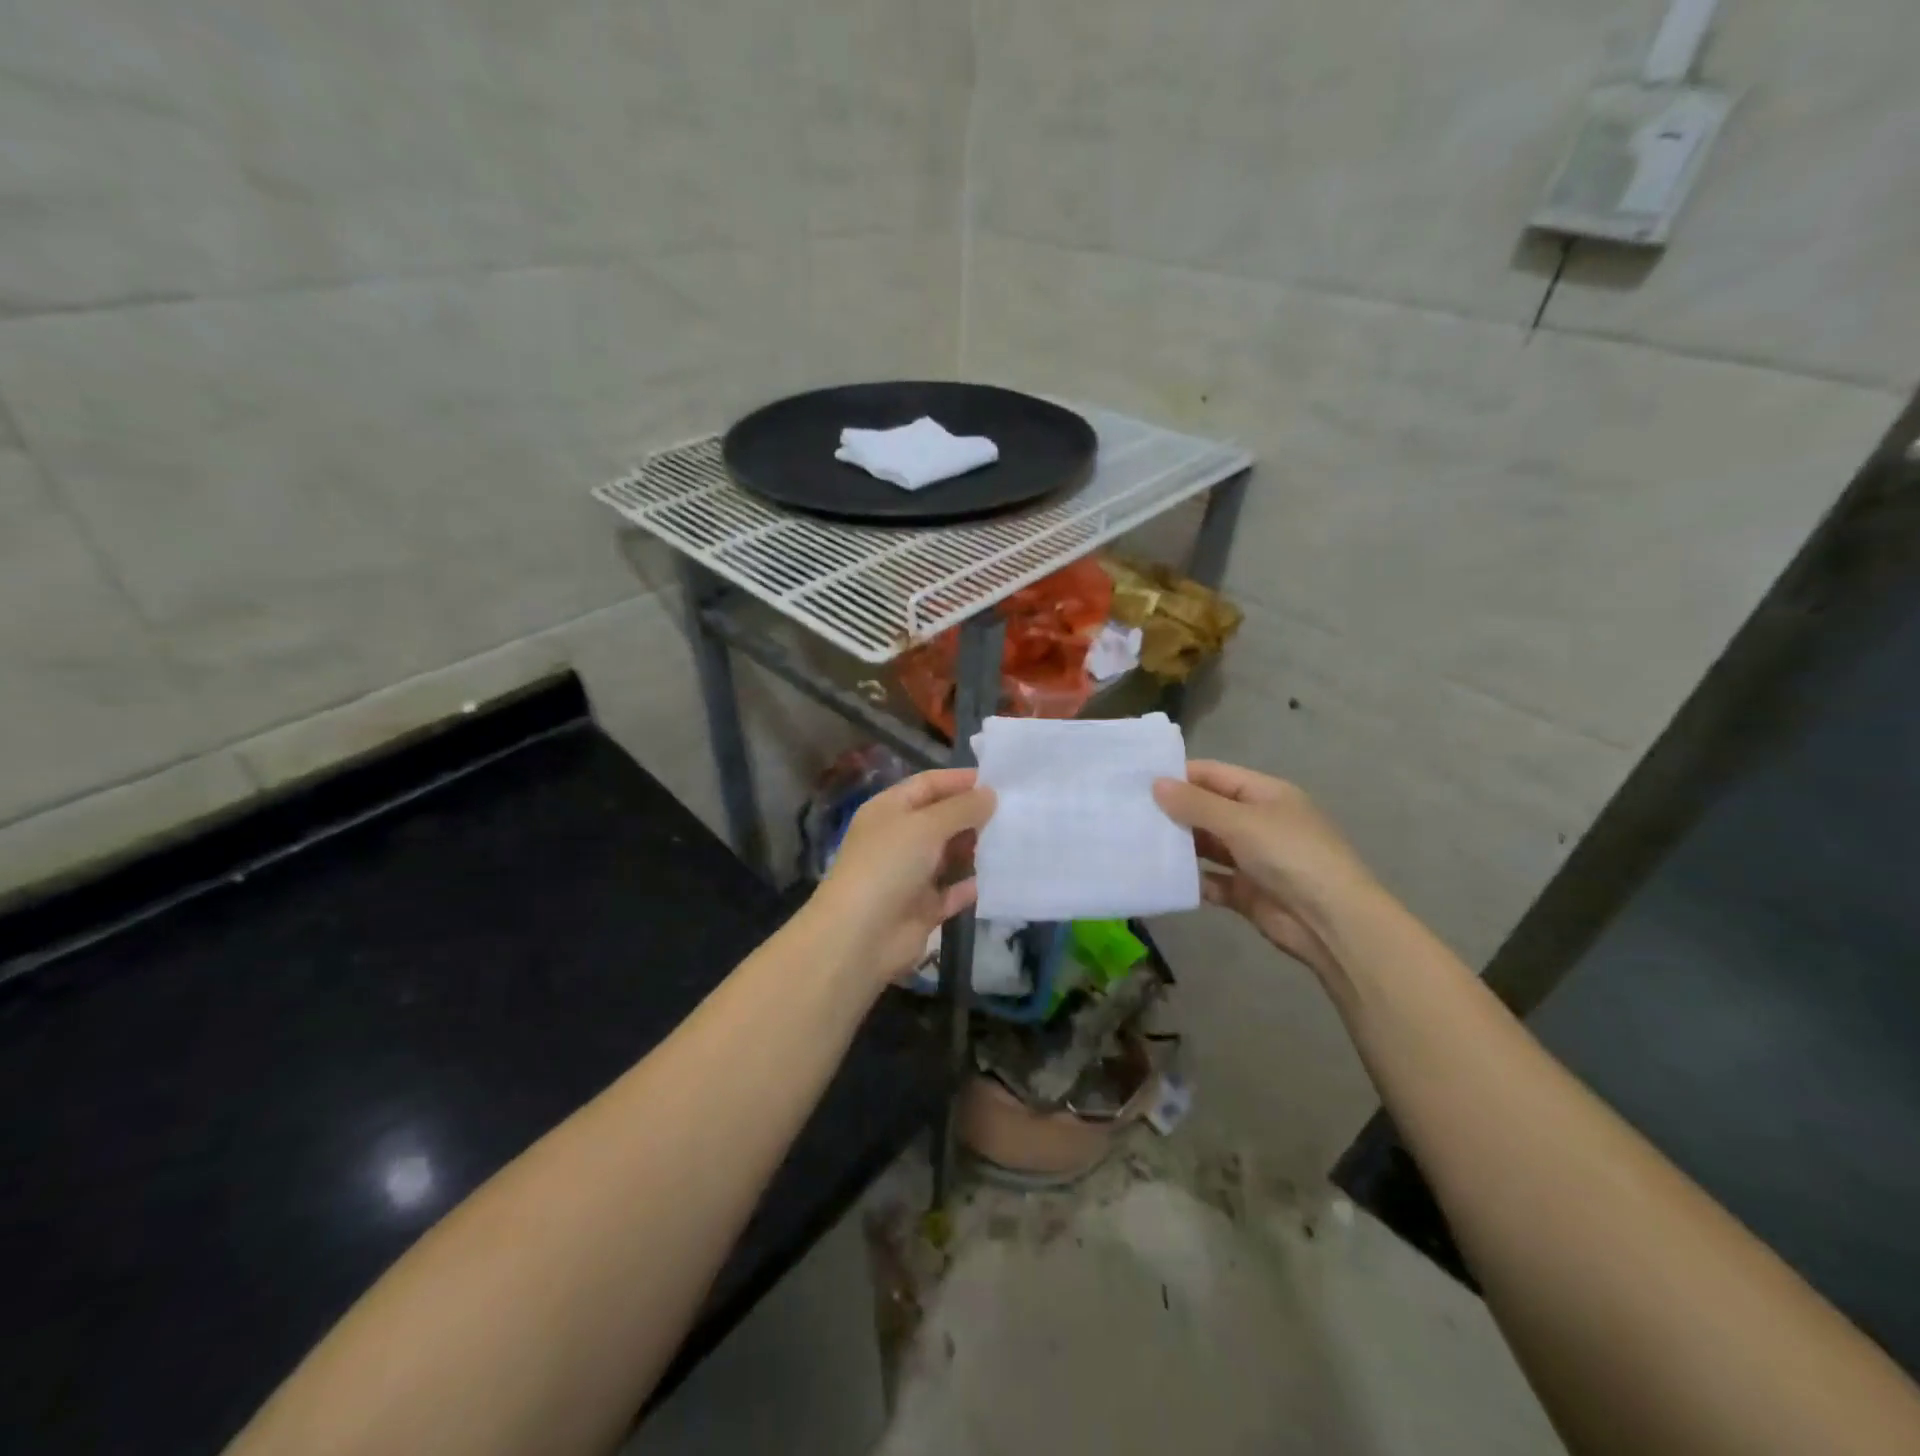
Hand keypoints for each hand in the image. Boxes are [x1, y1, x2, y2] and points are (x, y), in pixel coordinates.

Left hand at [808, 768, 995, 984]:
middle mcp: (898, 839)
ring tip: (1014, 840)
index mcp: (889, 810)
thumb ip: (961, 808)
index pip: (927, 785)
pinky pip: (952, 892)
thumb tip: (989, 794)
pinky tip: (999, 879)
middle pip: (940, 819)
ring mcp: (909, 875)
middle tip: (1014, 812)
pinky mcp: (921, 908)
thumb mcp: (926, 825)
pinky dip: (970, 886)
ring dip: (975, 849)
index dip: (959, 780)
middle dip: (972, 815)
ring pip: (948, 855)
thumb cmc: (888, 865)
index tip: (998, 781)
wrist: (859, 936)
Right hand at [1153, 761, 1374, 986]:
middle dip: (1173, 811)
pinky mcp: (1246, 892)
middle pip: (1208, 809)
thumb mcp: (1242, 822)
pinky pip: (1210, 880)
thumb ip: (1196, 804)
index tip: (1137, 780)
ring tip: (1135, 842)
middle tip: (1127, 812)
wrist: (1332, 922)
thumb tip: (1156, 784)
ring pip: (1206, 845)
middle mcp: (1258, 822)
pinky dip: (1190, 879)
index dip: (1179, 775)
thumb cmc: (1290, 856)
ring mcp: (1252, 858)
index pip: (1214, 775)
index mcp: (1265, 794)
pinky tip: (1160, 877)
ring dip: (1178, 845)